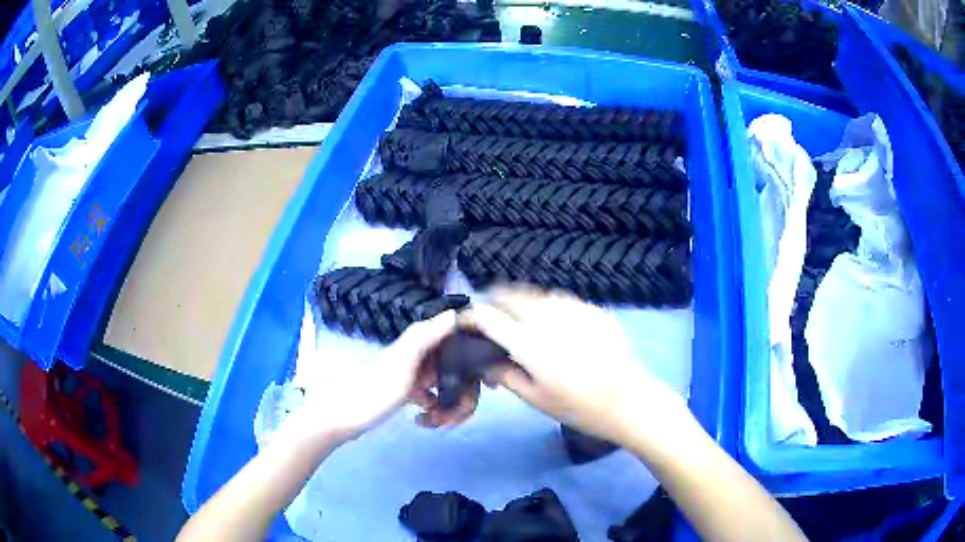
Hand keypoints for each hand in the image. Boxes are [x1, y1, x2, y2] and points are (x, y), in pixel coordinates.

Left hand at [292, 310, 458, 441]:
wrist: (341, 418)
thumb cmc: (374, 391)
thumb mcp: (402, 361)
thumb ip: (425, 336)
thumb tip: (455, 313)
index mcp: (416, 342)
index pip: (453, 340)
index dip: (471, 355)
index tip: (482, 378)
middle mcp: (414, 353)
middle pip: (450, 364)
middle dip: (460, 387)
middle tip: (456, 412)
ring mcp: (408, 373)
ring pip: (440, 382)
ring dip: (446, 400)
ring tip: (440, 419)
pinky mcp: (402, 390)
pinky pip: (427, 395)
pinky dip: (431, 405)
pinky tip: (426, 418)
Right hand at [464, 287, 689, 447]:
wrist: (628, 400)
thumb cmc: (577, 406)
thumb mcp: (534, 398)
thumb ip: (504, 375)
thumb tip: (484, 362)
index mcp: (528, 341)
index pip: (487, 317)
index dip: (470, 317)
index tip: (465, 323)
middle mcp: (547, 316)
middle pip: (510, 294)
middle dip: (495, 303)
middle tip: (494, 323)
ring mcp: (572, 309)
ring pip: (535, 294)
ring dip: (522, 303)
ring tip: (524, 324)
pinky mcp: (591, 309)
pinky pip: (560, 300)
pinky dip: (548, 308)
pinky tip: (556, 328)